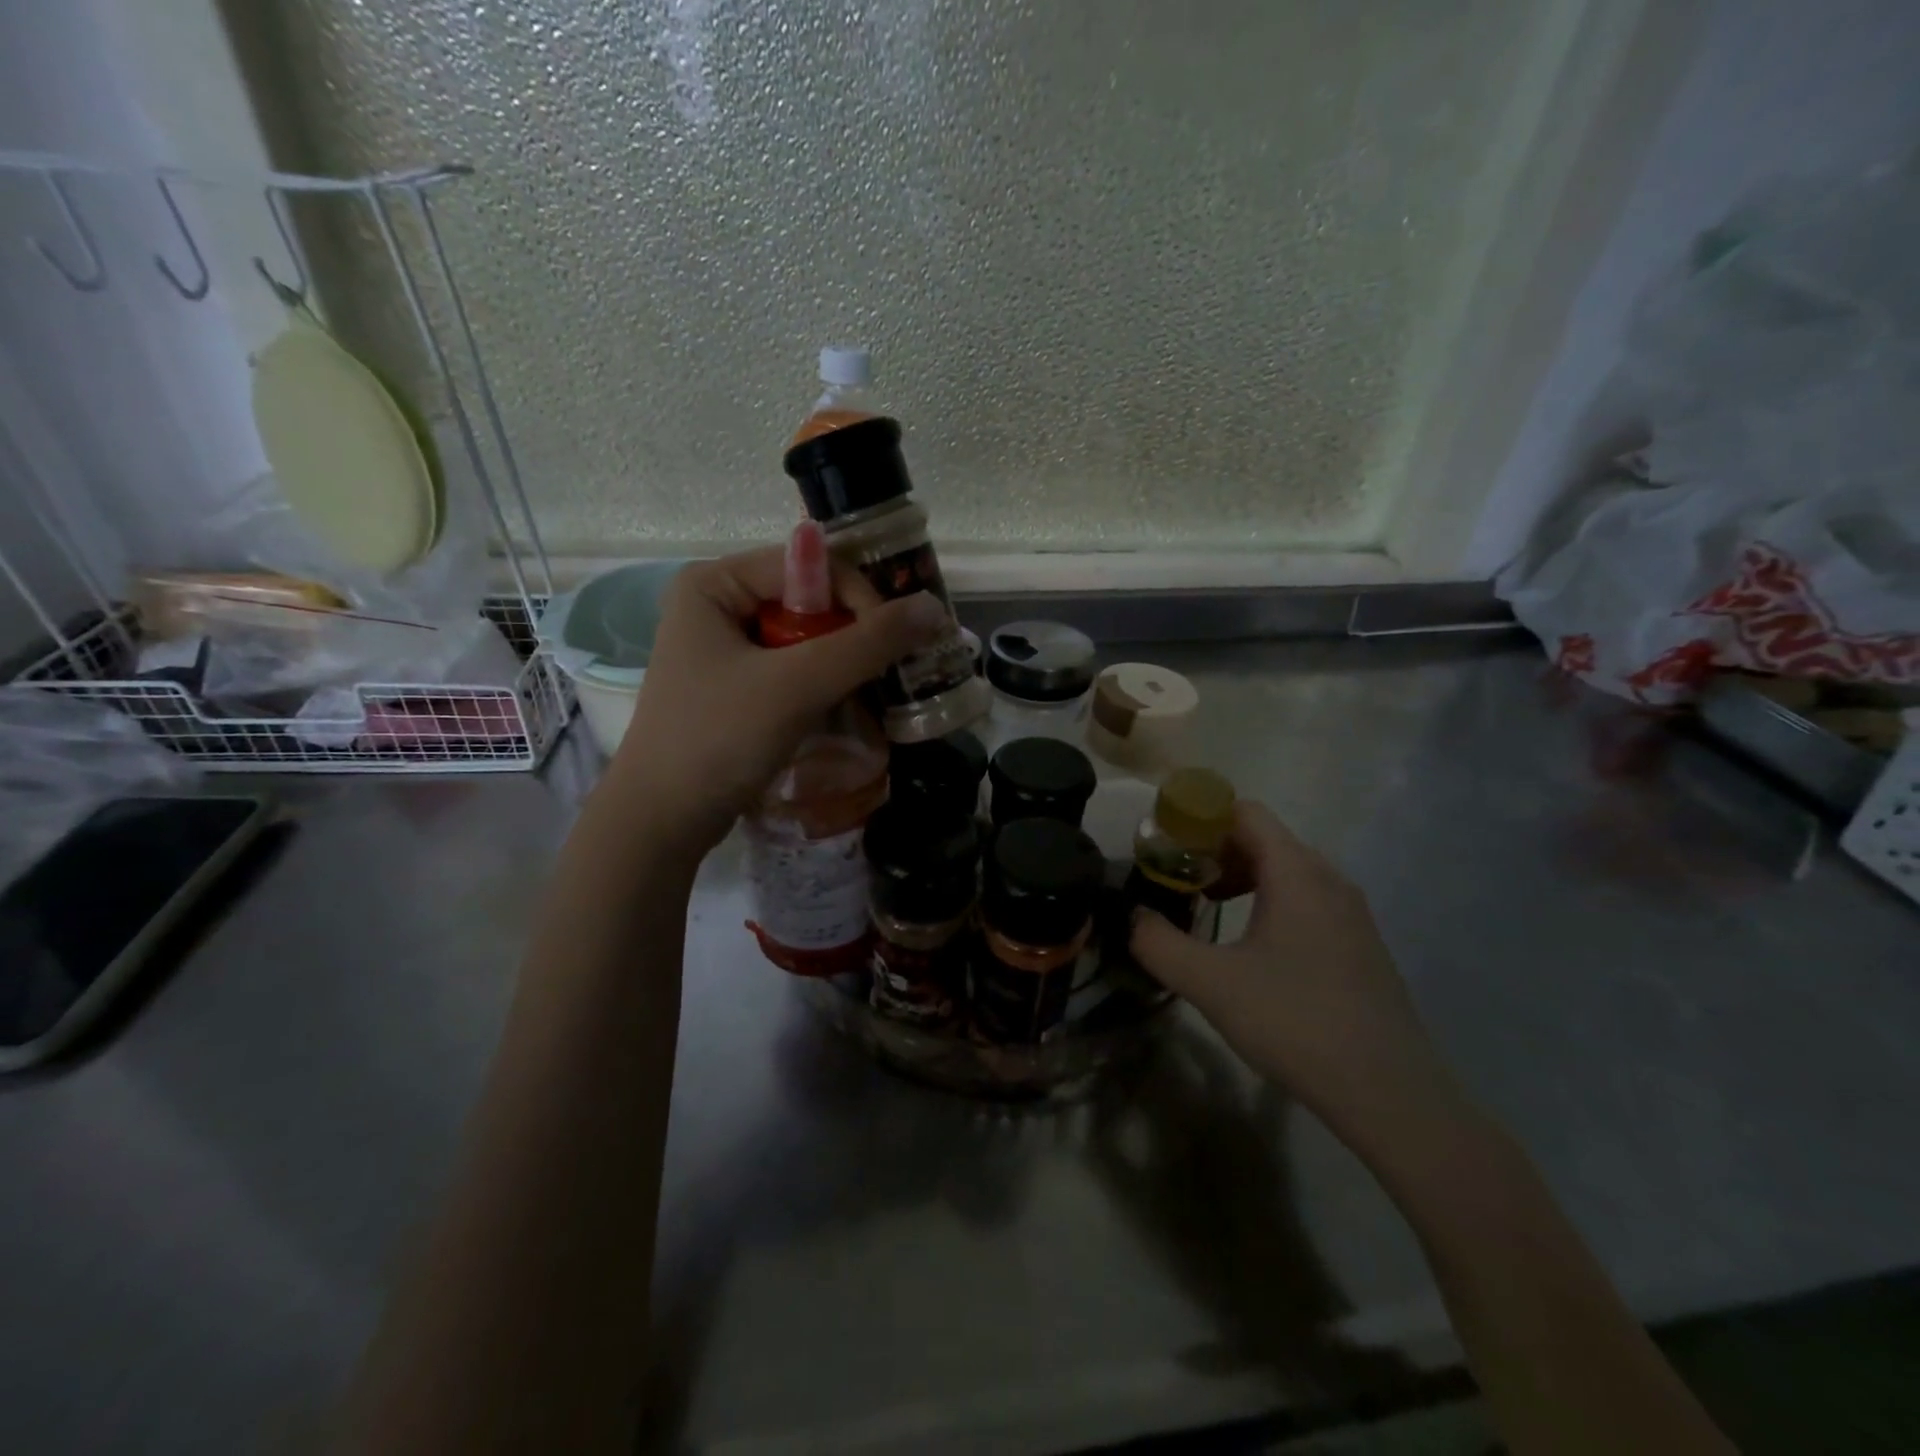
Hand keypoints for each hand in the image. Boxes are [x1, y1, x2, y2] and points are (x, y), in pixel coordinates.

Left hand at [602, 546, 948, 856]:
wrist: (662, 820)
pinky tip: (848, 705)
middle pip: (810, 599)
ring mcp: (726, 647)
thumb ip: (867, 644)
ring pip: (807, 637)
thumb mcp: (796, 685)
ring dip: (846, 661)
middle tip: (894, 667)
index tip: (895, 643)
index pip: (808, 566)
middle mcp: (719, 604)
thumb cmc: (718, 738)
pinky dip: (826, 683)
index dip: (859, 597)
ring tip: (878, 688)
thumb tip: (933, 608)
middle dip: (855, 633)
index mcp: (715, 582)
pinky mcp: (738, 685)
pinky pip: (795, 667)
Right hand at [1130, 802, 1466, 1147]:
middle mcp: (1328, 879)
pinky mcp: (1360, 944)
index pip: (1244, 811)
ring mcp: (1351, 912)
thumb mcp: (1210, 983)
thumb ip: (1158, 943)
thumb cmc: (1295, 1022)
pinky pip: (1307, 899)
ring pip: (1286, 870)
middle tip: (1178, 881)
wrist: (1389, 1093)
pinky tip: (1251, 947)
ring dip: (1241, 877)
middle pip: (1264, 838)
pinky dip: (1270, 901)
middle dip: (1214, 851)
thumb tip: (1132, 917)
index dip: (1199, 818)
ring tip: (1208, 909)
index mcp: (1296, 872)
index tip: (1165, 847)